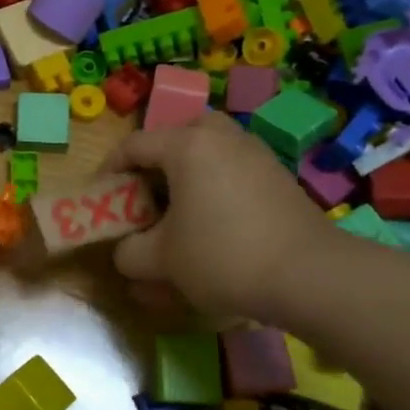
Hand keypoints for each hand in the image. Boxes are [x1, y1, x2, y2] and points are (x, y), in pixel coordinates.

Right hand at [100, 112, 342, 319]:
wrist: (310, 275)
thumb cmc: (223, 256)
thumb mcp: (161, 260)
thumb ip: (129, 253)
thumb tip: (126, 252)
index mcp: (187, 146)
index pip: (134, 145)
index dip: (109, 171)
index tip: (100, 198)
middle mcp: (221, 138)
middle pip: (177, 134)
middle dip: (155, 161)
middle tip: (145, 194)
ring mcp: (255, 154)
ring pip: (210, 149)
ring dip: (187, 171)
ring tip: (178, 210)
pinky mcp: (278, 177)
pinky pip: (234, 168)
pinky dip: (215, 185)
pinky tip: (214, 222)